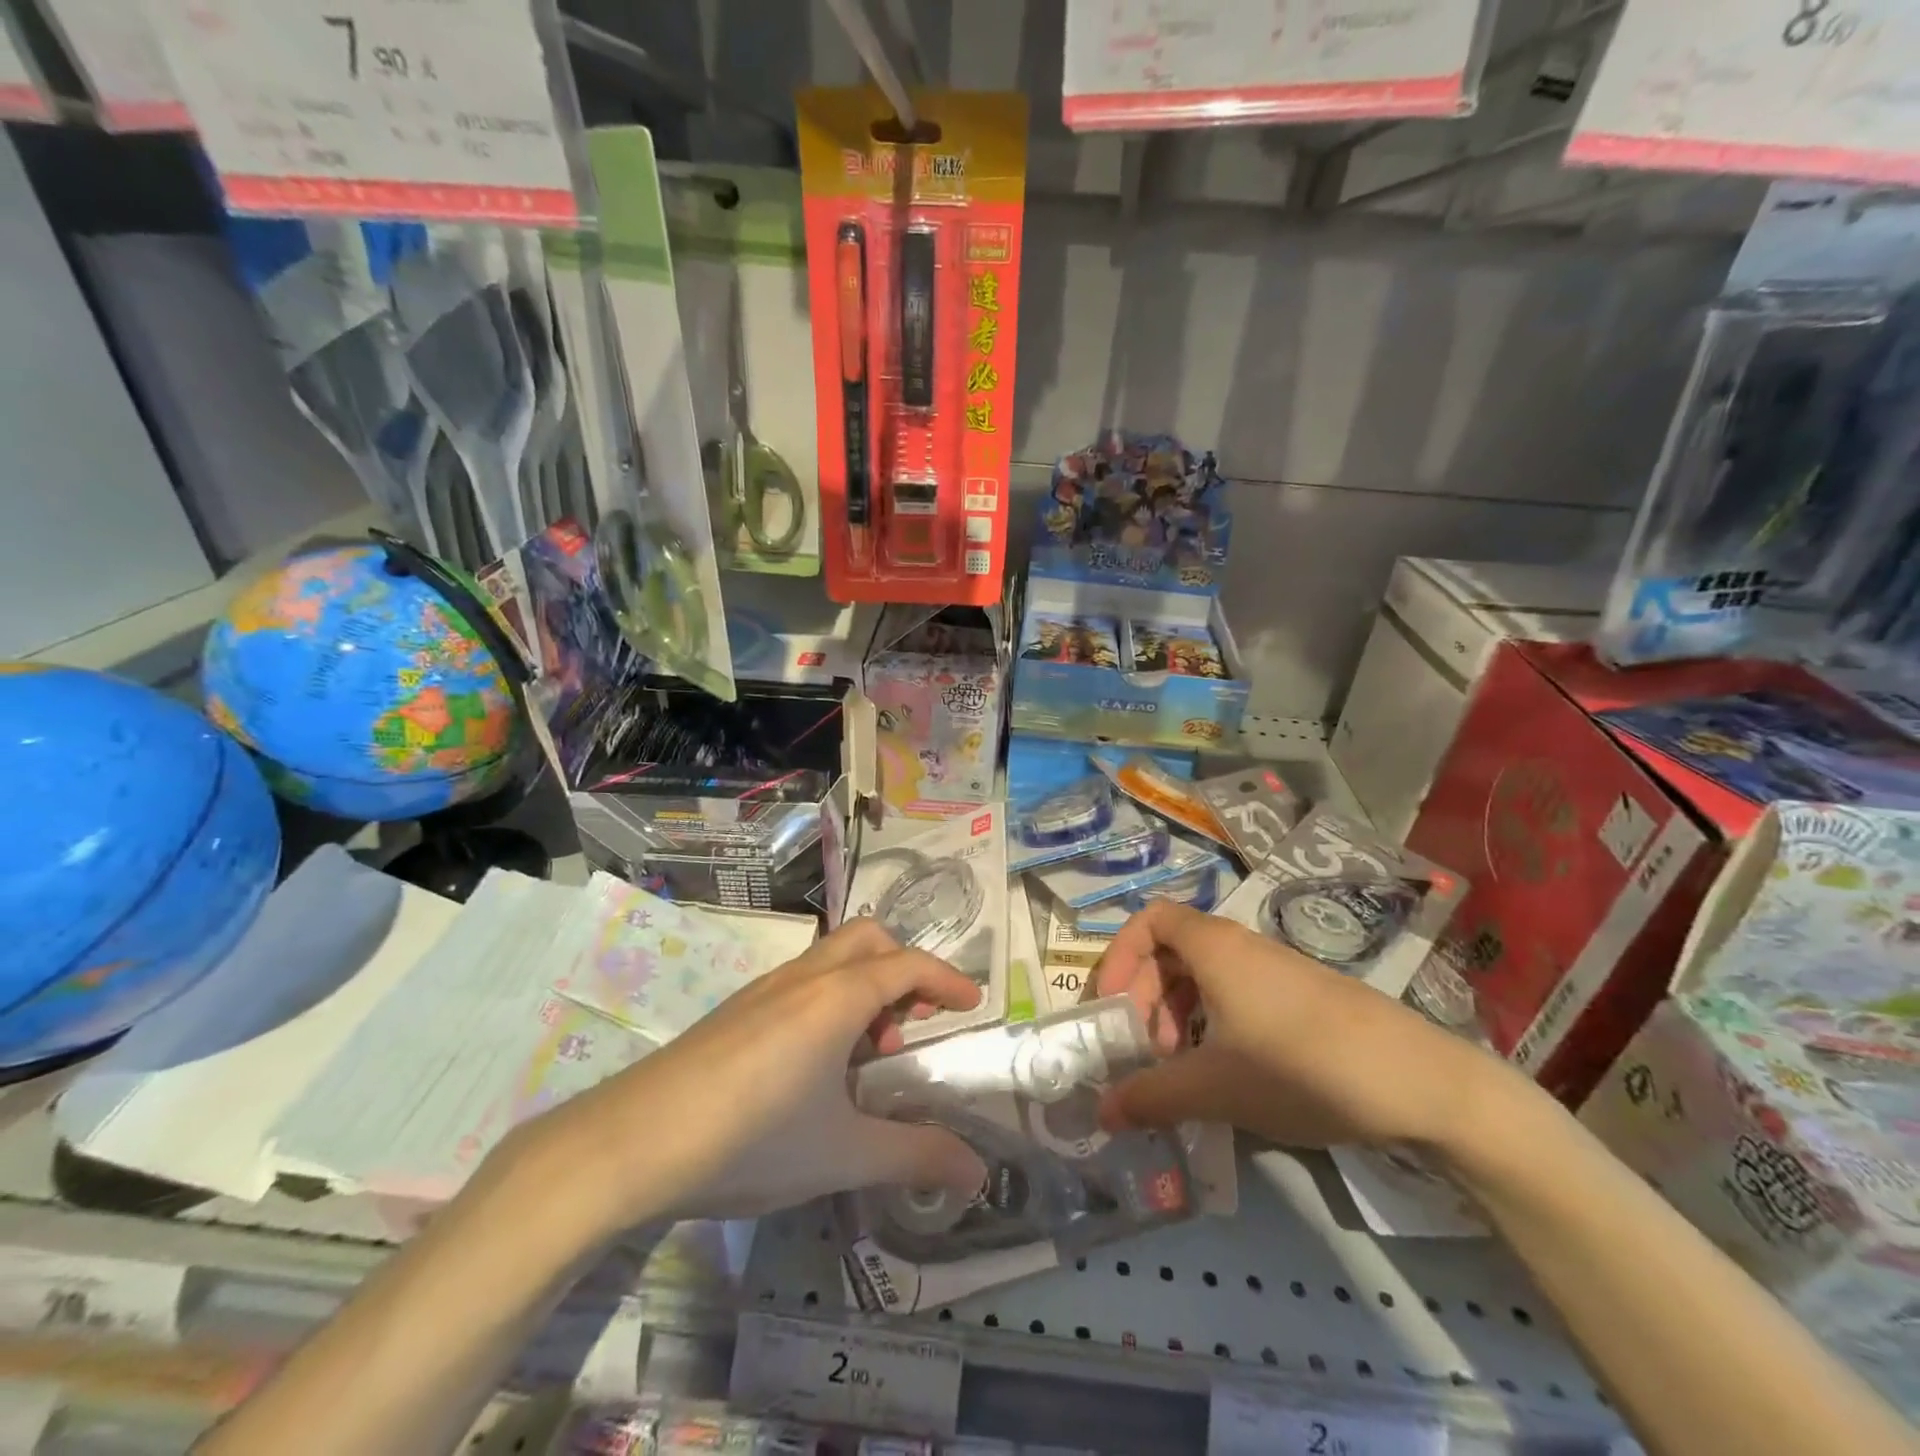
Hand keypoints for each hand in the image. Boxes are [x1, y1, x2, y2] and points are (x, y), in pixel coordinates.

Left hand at [513, 918, 989, 1229]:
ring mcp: (764, 989)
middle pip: (868, 939)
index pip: (908, 965)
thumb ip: (915, 1156)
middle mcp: (804, 977)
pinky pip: (801, 980)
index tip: (972, 1005)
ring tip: (865, 1052)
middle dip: (903, 967)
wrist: (630, 1144)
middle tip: (913, 1021)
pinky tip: (814, 1064)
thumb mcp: (843, 1154)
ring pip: (831, 957)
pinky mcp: (735, 1010)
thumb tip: (979, 1173)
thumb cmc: (751, 1139)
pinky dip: (829, 998)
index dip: (947, 979)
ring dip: (864, 984)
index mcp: (838, 997)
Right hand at [1093, 900, 1495, 1151]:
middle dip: (1146, 995)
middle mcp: (1241, 945)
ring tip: (1181, 1065)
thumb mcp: (1214, 1087)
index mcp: (1213, 947)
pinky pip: (1238, 993)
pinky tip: (1227, 1071)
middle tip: (1144, 1049)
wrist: (1420, 1082)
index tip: (1111, 1005)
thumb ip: (1151, 1097)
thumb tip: (1101, 1112)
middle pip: (1172, 949)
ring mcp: (1276, 969)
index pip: (1149, 920)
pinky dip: (1215, 1022)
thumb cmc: (1300, 1066)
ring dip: (1179, 1013)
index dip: (1119, 956)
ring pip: (1206, 975)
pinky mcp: (1304, 996)